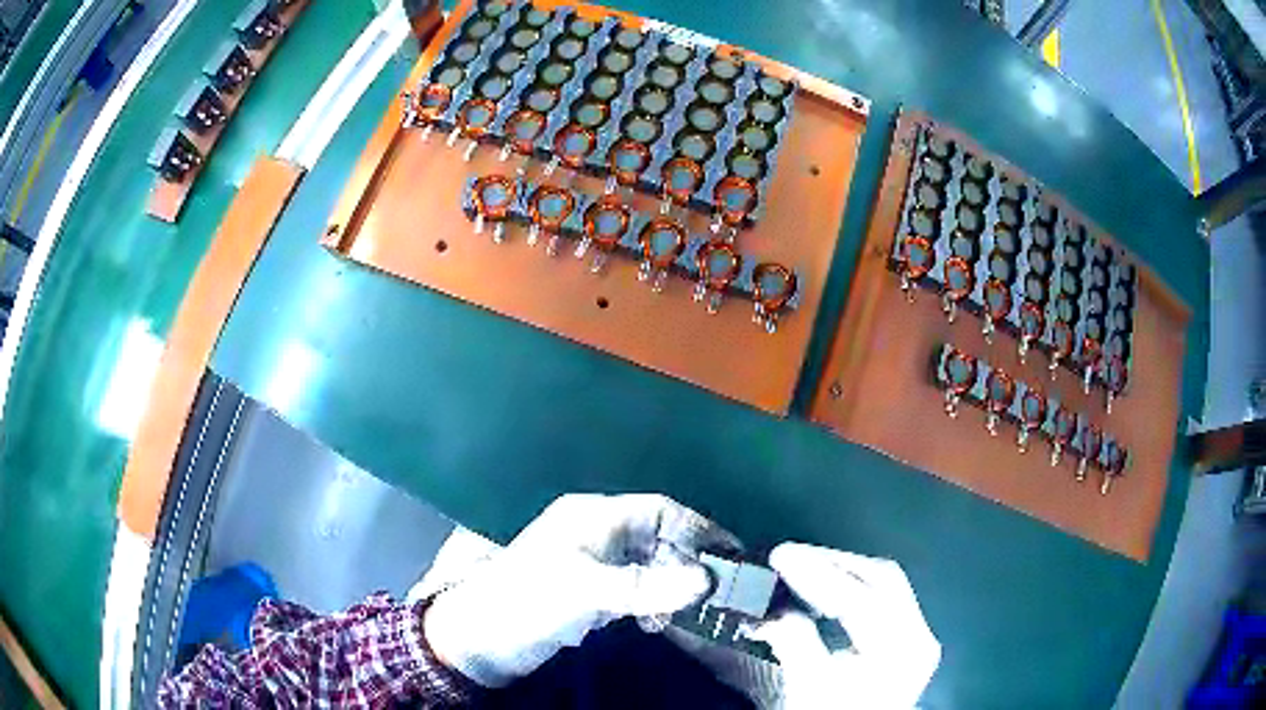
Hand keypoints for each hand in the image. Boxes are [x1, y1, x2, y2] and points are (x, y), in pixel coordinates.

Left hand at [424, 493, 739, 686]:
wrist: (479, 640)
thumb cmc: (527, 603)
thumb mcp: (584, 592)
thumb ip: (645, 586)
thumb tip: (706, 580)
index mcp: (593, 517)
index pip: (661, 511)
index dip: (699, 530)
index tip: (732, 558)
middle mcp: (596, 534)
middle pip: (659, 539)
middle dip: (688, 564)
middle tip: (718, 594)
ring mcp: (593, 565)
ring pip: (649, 567)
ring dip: (670, 588)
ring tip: (684, 615)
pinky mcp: (588, 593)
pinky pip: (634, 590)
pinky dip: (650, 604)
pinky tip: (652, 623)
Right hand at [746, 543, 940, 708]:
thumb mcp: (811, 687)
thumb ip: (795, 643)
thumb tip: (773, 610)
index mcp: (902, 646)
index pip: (861, 595)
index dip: (818, 572)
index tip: (780, 556)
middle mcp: (918, 634)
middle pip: (881, 578)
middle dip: (833, 563)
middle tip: (790, 556)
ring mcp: (915, 638)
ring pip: (883, 586)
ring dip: (841, 573)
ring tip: (802, 568)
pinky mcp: (905, 643)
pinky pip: (881, 601)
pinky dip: (850, 591)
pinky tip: (825, 594)